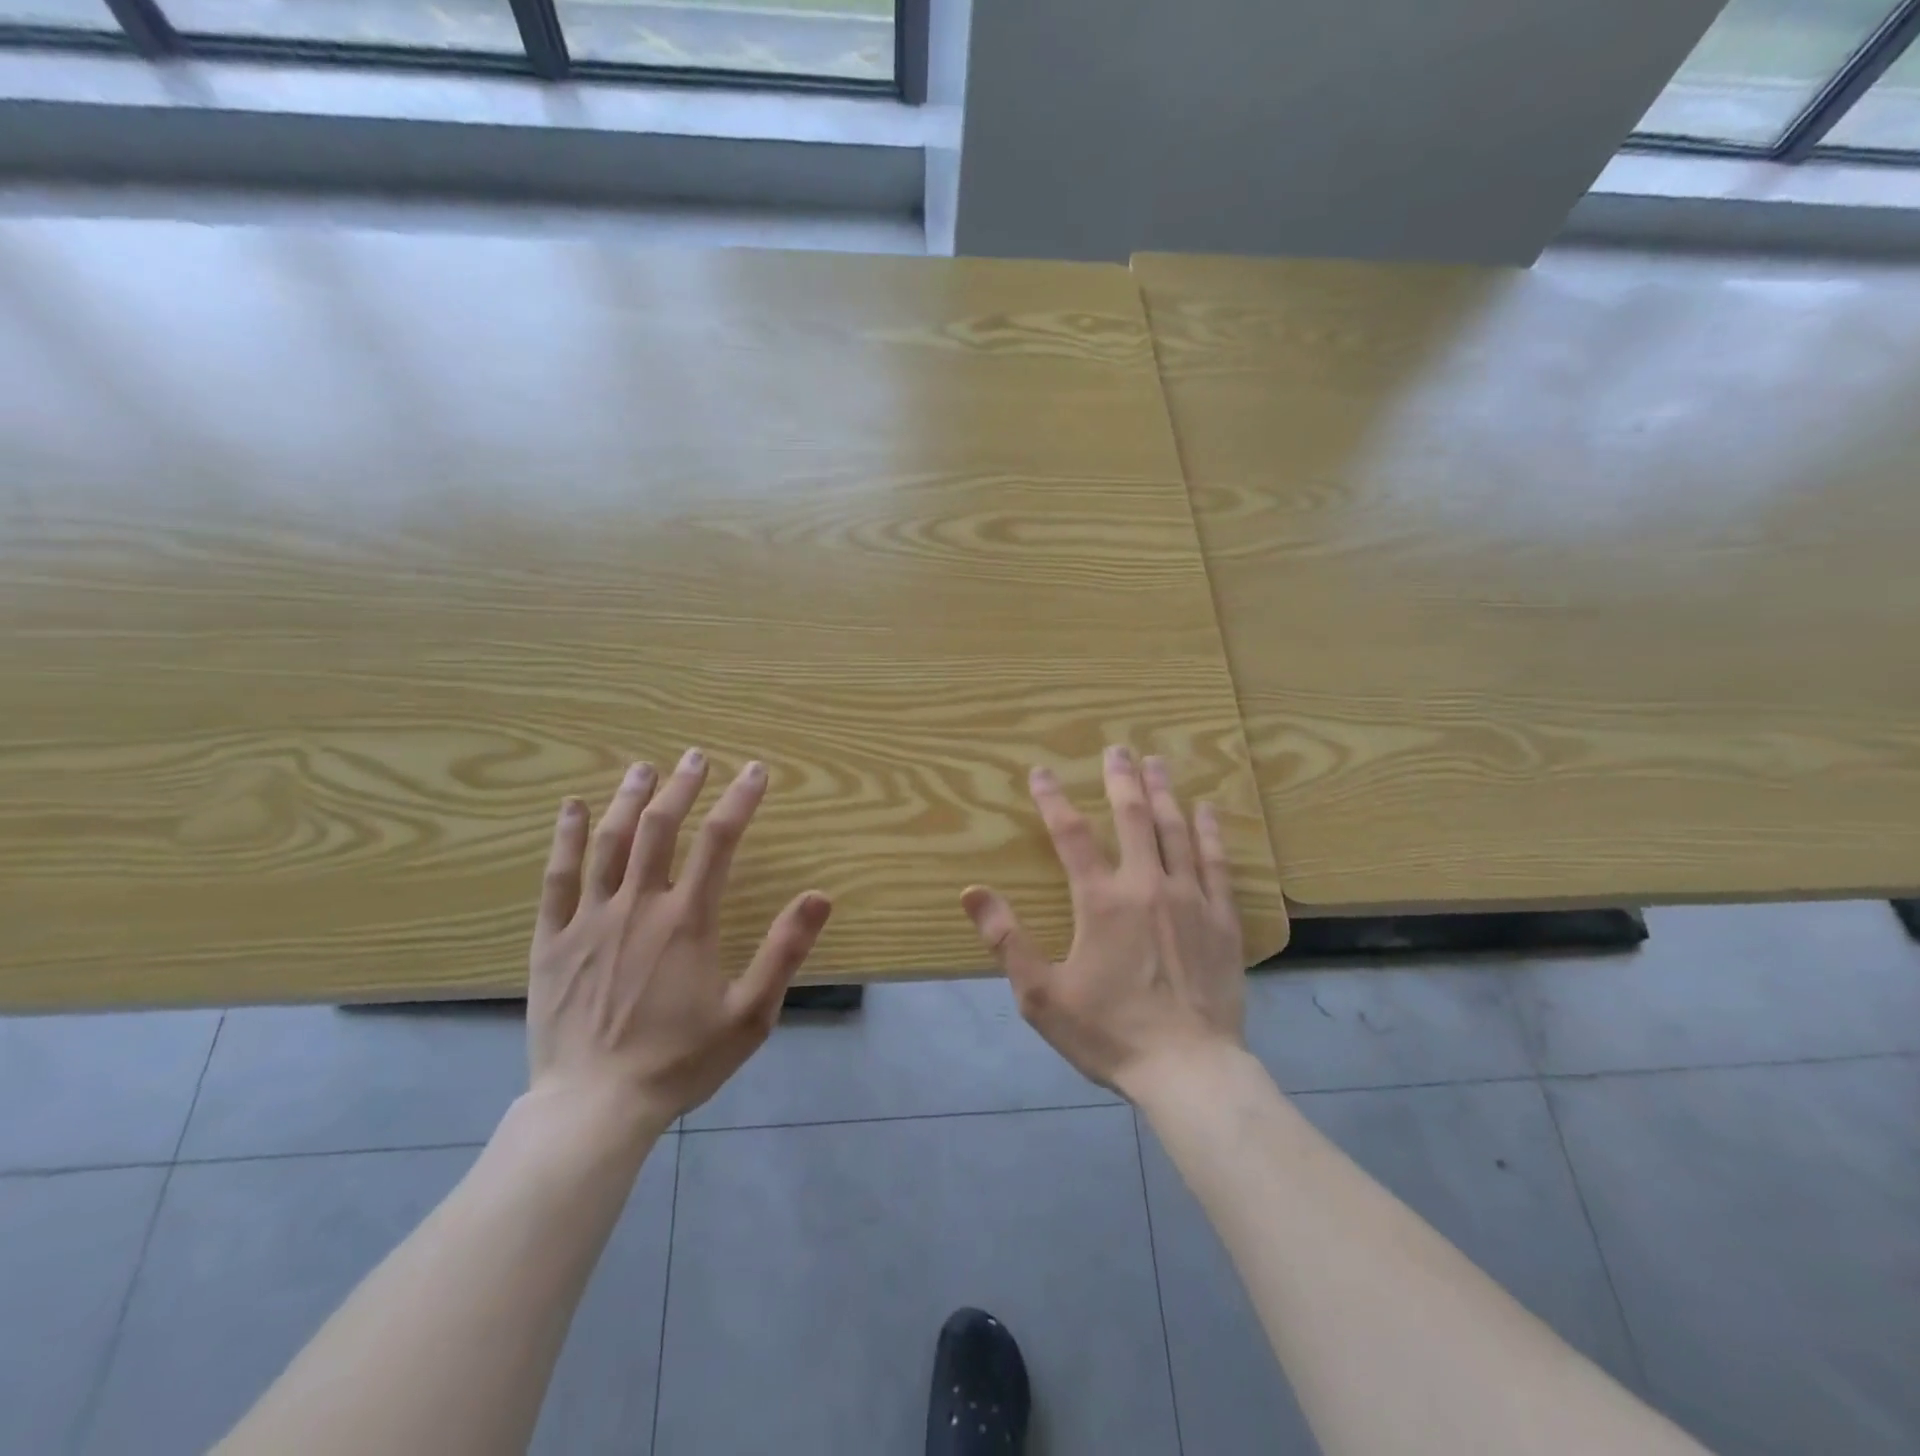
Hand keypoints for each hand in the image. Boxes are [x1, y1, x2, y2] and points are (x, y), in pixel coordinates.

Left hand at [527, 749, 831, 1130]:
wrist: (596, 1107)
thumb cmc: (680, 1060)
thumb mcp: (750, 1014)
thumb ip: (784, 951)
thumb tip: (819, 896)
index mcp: (687, 920)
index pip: (720, 841)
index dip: (740, 800)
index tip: (756, 771)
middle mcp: (639, 905)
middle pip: (660, 827)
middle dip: (682, 786)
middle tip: (696, 756)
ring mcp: (590, 920)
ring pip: (609, 842)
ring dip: (628, 798)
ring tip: (644, 767)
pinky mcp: (552, 940)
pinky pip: (557, 878)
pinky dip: (566, 838)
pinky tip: (572, 808)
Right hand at [961, 746, 1245, 1096]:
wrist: (1189, 1070)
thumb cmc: (1109, 1033)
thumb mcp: (1041, 995)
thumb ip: (1006, 939)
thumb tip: (971, 891)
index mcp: (1101, 901)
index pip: (1071, 835)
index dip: (1052, 800)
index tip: (1041, 772)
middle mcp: (1146, 885)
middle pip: (1133, 817)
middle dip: (1120, 778)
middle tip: (1116, 747)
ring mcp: (1190, 898)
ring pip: (1176, 830)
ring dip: (1163, 792)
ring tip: (1157, 762)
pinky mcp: (1223, 919)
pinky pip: (1218, 862)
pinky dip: (1211, 832)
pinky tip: (1208, 810)